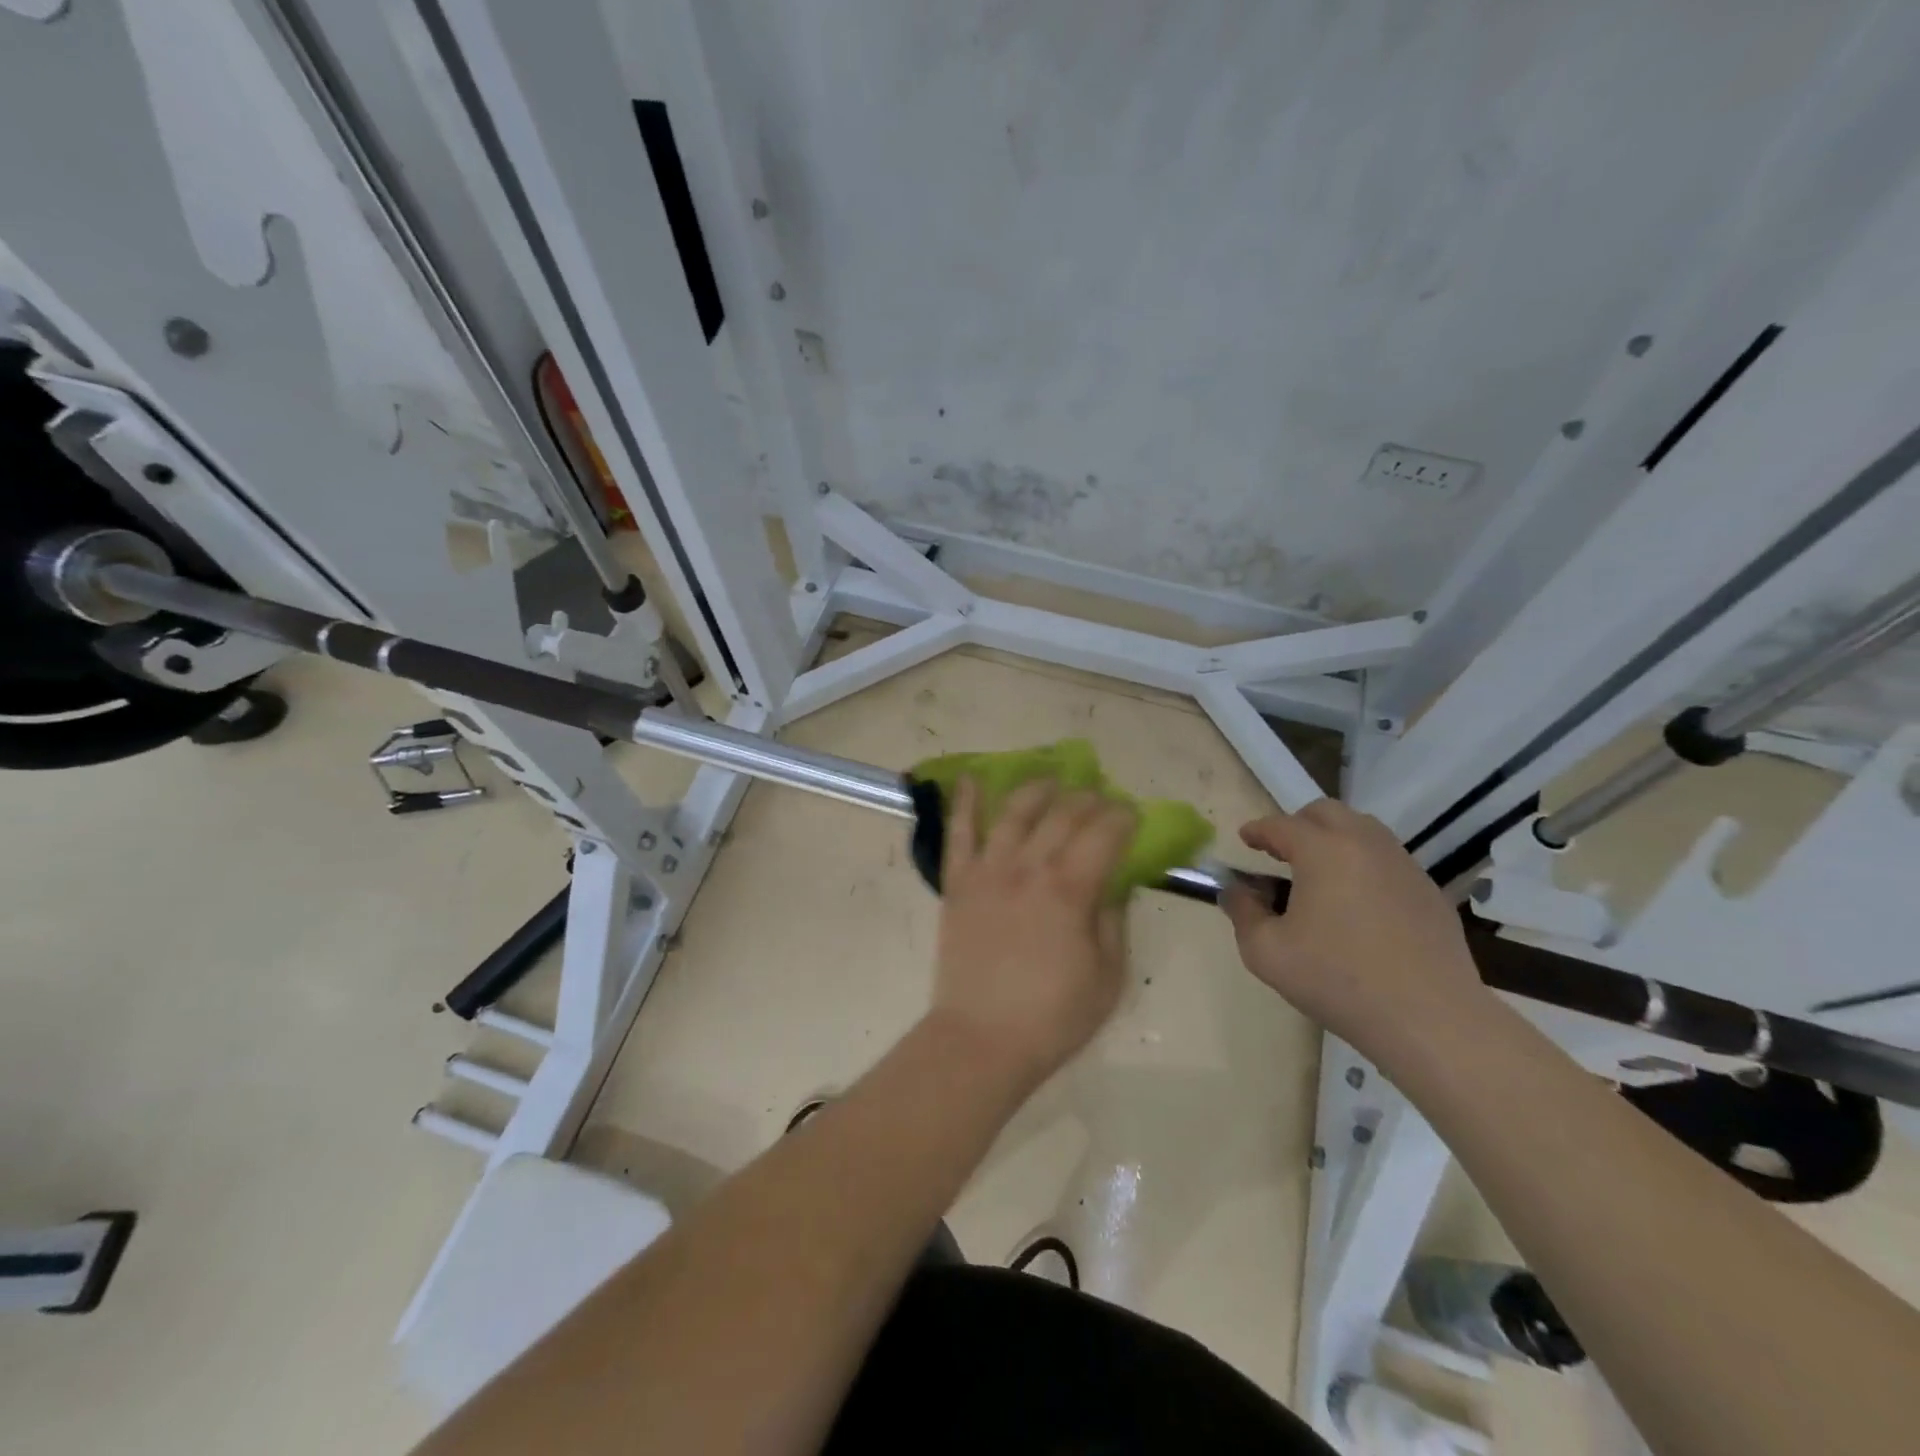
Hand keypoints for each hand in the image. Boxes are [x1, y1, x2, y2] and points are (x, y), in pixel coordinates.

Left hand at [930, 777, 1135, 1090]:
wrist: (982, 1039)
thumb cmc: (1053, 1017)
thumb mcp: (1108, 976)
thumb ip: (1113, 921)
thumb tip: (1117, 884)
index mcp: (1070, 890)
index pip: (1104, 834)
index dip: (1122, 817)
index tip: (1133, 813)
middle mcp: (1029, 867)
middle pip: (1062, 815)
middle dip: (1088, 799)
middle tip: (1100, 798)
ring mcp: (988, 871)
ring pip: (1013, 812)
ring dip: (1036, 789)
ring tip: (1051, 779)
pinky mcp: (958, 883)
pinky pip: (958, 833)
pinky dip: (962, 803)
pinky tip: (969, 779)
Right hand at [1219, 800, 1494, 1062]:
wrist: (1430, 1020)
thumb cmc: (1337, 980)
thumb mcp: (1266, 952)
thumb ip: (1242, 912)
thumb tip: (1234, 891)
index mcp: (1323, 851)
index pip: (1281, 825)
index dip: (1258, 830)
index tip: (1244, 839)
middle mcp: (1365, 845)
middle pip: (1327, 813)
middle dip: (1298, 824)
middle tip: (1281, 852)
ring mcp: (1404, 866)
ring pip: (1363, 830)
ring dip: (1334, 839)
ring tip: (1319, 874)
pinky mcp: (1430, 892)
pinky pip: (1389, 860)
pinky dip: (1364, 865)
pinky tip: (1358, 903)